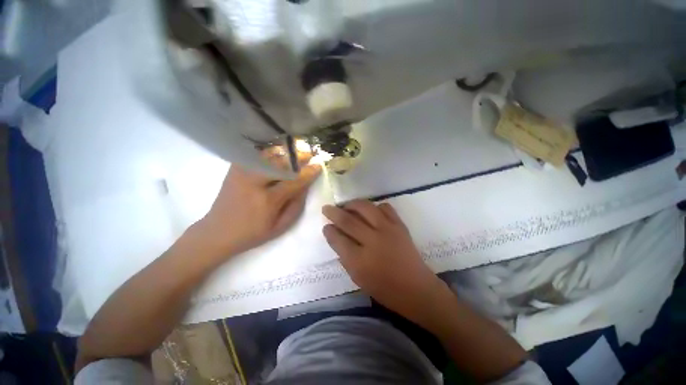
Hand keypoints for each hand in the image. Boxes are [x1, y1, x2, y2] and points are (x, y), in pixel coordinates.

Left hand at [195, 161, 320, 258]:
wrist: (218, 231)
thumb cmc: (253, 233)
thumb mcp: (280, 226)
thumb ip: (296, 205)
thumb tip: (306, 185)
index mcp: (267, 200)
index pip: (294, 181)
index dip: (309, 172)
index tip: (319, 165)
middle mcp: (254, 182)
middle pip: (281, 163)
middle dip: (298, 157)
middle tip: (310, 154)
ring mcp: (242, 173)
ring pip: (268, 155)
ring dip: (285, 151)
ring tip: (297, 150)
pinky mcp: (235, 169)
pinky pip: (255, 155)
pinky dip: (269, 151)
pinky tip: (279, 151)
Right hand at [322, 200, 444, 318]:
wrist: (416, 288)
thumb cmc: (385, 289)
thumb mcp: (358, 278)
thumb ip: (345, 256)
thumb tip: (337, 237)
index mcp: (360, 260)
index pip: (338, 239)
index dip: (329, 231)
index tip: (325, 226)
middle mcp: (372, 241)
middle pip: (348, 220)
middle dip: (334, 212)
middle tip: (327, 208)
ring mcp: (388, 230)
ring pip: (365, 208)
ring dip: (352, 204)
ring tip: (346, 206)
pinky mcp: (399, 225)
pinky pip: (385, 207)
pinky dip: (374, 206)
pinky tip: (370, 211)